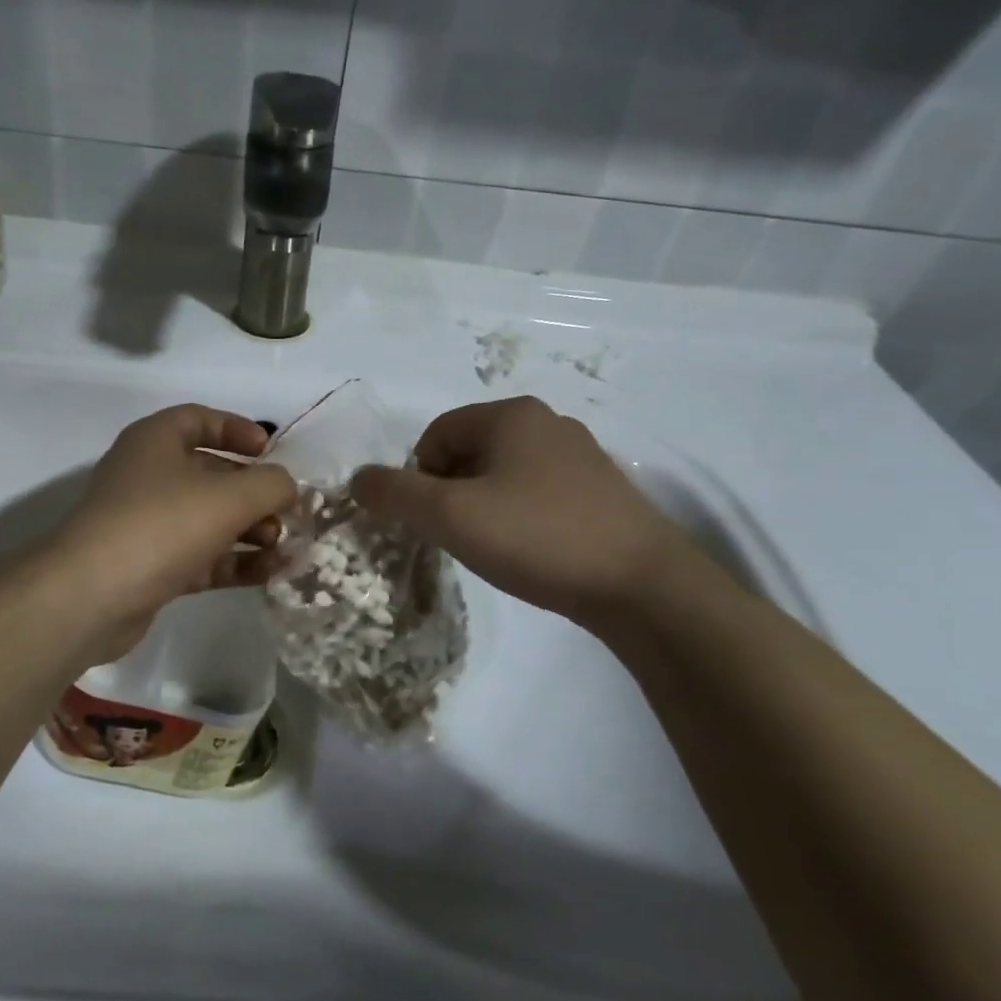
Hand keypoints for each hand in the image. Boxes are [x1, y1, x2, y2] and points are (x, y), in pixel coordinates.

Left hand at [49, 406, 296, 656]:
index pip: (199, 419)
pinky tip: (270, 573)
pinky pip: (201, 556)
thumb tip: (286, 487)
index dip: (238, 429)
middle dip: (253, 491)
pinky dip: (234, 561)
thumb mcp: (229, 496)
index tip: (271, 451)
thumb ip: (270, 484)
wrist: (91, 596)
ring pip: (207, 519)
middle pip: (210, 473)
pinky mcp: (150, 567)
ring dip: (249, 530)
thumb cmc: (162, 525)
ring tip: (283, 546)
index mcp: (156, 441)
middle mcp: (147, 476)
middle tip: (286, 510)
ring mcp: (146, 524)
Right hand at [350, 397, 698, 624]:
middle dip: (449, 492)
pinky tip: (528, 551)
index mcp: (511, 415)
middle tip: (453, 536)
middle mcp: (548, 423)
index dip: (417, 476)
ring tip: (490, 547)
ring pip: (504, 474)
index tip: (425, 520)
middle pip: (469, 451)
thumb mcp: (450, 516)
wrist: (642, 586)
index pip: (436, 433)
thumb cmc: (537, 537)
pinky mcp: (603, 491)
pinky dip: (518, 517)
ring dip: (481, 506)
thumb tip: (358, 479)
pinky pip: (537, 493)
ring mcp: (581, 456)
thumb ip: (395, 494)